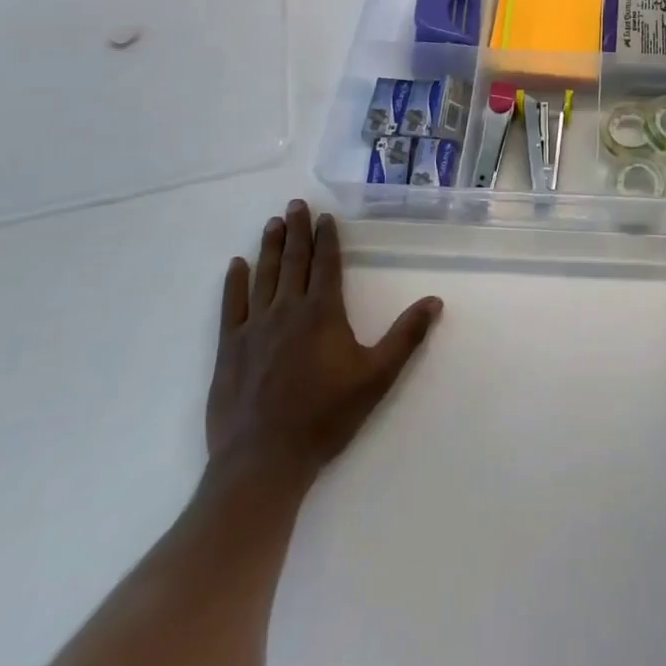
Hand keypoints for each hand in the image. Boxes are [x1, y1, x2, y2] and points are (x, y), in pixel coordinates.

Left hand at [204, 200, 442, 504]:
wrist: (263, 460)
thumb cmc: (325, 417)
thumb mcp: (377, 377)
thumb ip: (406, 337)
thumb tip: (435, 300)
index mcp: (322, 312)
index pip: (326, 264)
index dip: (327, 238)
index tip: (324, 216)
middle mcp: (288, 310)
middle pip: (294, 261)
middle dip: (297, 230)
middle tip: (294, 204)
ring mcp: (254, 327)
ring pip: (264, 275)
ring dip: (270, 247)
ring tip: (272, 223)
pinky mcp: (230, 348)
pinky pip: (232, 305)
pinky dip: (235, 282)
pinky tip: (237, 264)